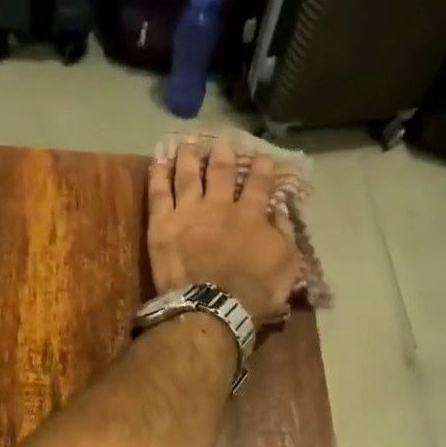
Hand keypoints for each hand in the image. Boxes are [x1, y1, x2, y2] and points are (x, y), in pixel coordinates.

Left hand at [149, 137, 302, 324]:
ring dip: (189, 156)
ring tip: (189, 142)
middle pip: (221, 173)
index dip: (261, 168)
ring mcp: (188, 211)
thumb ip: (285, 235)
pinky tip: (158, 160)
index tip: (262, 156)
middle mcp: (220, 205)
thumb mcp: (286, 264)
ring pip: (188, 175)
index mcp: (251, 215)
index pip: (259, 184)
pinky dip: (158, 174)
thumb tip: (281, 213)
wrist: (213, 306)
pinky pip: (159, 192)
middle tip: (223, 140)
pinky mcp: (163, 224)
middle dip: (223, 154)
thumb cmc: (254, 291)